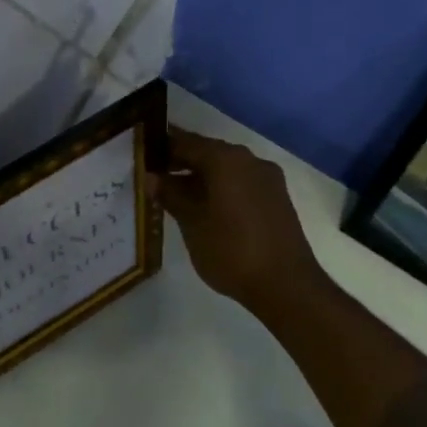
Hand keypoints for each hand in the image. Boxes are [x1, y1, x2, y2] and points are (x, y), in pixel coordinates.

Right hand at [150, 127, 321, 312]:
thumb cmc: (231, 250)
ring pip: (225, 168)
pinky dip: (220, 188)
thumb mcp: (192, 223)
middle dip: (180, 162)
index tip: (141, 155)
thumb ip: (170, 195)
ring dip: (200, 177)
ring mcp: (266, 178)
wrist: (285, 284)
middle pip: (207, 152)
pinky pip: (240, 182)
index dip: (161, 148)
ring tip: (174, 195)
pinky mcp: (276, 197)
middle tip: (153, 177)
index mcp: (225, 159)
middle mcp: (248, 159)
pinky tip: (204, 207)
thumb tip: (151, 177)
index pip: (185, 142)